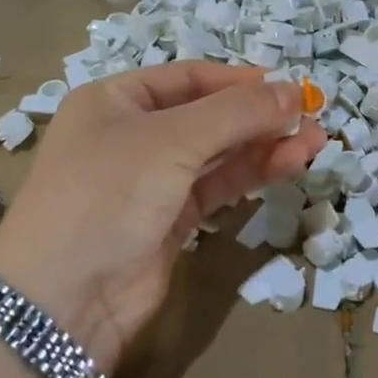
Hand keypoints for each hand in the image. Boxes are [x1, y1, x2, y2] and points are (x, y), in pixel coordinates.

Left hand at [0, 63, 324, 373]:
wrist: (63, 299)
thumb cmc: (108, 193)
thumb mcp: (171, 140)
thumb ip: (236, 113)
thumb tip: (294, 91)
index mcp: (114, 100)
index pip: (187, 78)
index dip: (238, 81)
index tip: (288, 87)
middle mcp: (131, 135)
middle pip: (206, 115)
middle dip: (258, 116)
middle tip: (311, 118)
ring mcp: (150, 180)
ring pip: (216, 153)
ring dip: (263, 146)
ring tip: (314, 142)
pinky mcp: (168, 221)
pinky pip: (216, 188)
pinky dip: (250, 176)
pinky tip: (288, 165)